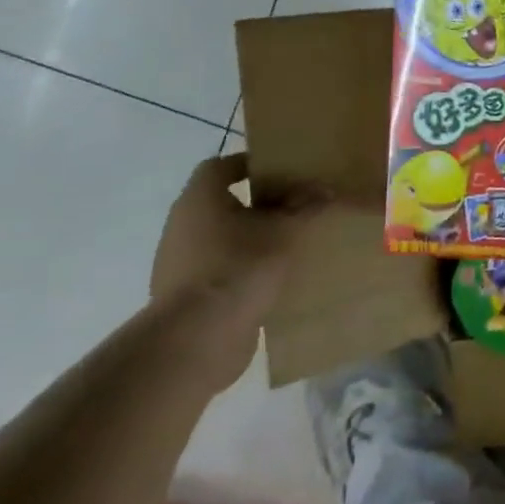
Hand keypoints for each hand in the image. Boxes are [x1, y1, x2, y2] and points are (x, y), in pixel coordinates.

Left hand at [149, 154, 327, 391]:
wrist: (197, 339)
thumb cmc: (239, 267)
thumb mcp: (285, 231)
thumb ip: (306, 207)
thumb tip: (325, 189)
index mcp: (200, 199)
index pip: (220, 167)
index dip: (250, 164)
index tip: (283, 171)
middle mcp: (183, 225)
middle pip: (223, 203)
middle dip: (258, 203)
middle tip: (295, 205)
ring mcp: (180, 263)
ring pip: (223, 238)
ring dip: (252, 238)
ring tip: (290, 243)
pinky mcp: (187, 296)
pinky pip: (220, 270)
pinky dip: (244, 269)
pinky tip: (274, 278)